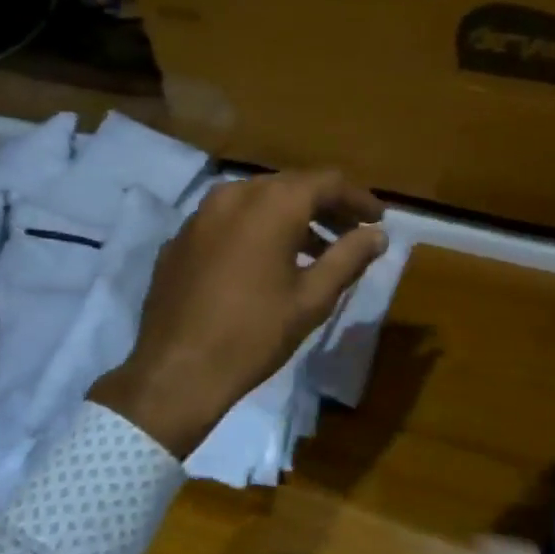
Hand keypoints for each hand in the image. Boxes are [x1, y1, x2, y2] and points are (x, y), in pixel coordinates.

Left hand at [88, 170, 386, 458]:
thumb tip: (377, 235)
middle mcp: (235, 194)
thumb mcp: (313, 298)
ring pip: (258, 200)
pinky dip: (257, 229)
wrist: (176, 371)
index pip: (327, 182)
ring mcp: (201, 214)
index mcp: (272, 204)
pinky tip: (266, 262)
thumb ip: (349, 258)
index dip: (358, 199)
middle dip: (326, 206)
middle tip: (351, 233)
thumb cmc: (255, 334)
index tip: (378, 219)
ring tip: (315, 251)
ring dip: (292, 218)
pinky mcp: (181, 238)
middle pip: (292, 186)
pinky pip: (229, 220)